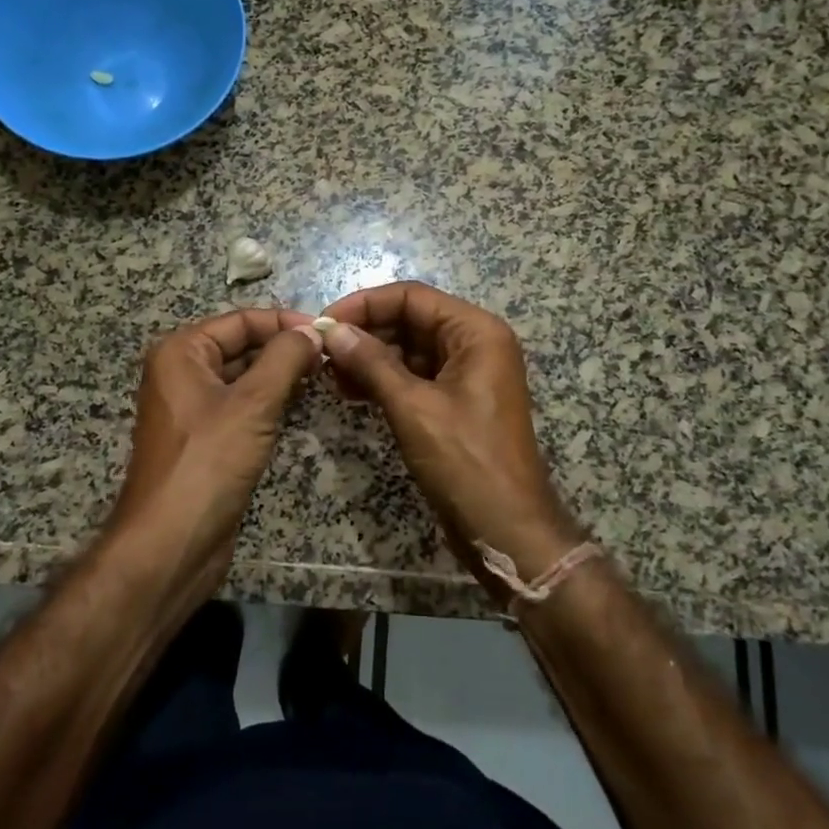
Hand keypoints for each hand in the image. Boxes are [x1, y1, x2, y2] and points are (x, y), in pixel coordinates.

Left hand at [104, 308, 324, 608]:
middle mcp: (182, 373)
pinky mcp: (206, 440)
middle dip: (284, 349)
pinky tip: (300, 406)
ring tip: (323, 376)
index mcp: (181, 352)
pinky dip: (270, 403)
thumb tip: (314, 331)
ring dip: (280, 375)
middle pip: (241, 346)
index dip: (284, 322)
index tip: (328, 331)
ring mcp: (193, 408)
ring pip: (244, 378)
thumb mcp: (253, 403)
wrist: (170, 544)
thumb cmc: (208, 463)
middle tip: (331, 356)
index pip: (241, 320)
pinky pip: (242, 407)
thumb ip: (286, 359)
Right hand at [318, 282, 584, 599]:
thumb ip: (371, 363)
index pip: (412, 297)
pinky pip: (413, 376)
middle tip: (321, 352)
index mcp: (476, 332)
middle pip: (410, 320)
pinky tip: (350, 392)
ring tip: (330, 375)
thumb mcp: (413, 408)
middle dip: (365, 333)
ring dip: (369, 358)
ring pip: (408, 349)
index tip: (324, 322)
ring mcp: (466, 373)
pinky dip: (383, 380)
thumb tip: (331, 330)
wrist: (508, 531)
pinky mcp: (455, 401)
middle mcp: (474, 343)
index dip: (365, 304)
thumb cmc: (466, 462)